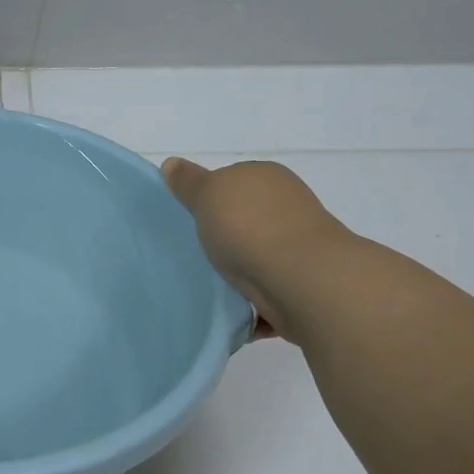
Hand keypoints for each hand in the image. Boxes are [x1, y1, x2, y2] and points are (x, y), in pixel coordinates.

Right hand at [161, 158, 353, 341]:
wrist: (300, 279)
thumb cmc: (249, 226)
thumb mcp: (206, 193)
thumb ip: (189, 182)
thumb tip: (171, 163)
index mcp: (266, 177)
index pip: (233, 180)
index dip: (210, 198)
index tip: (191, 219)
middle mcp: (287, 206)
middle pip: (245, 218)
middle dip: (225, 235)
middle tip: (195, 251)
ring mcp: (298, 245)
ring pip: (257, 254)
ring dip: (239, 269)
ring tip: (209, 283)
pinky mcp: (302, 283)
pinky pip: (267, 290)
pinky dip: (252, 301)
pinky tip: (231, 310)